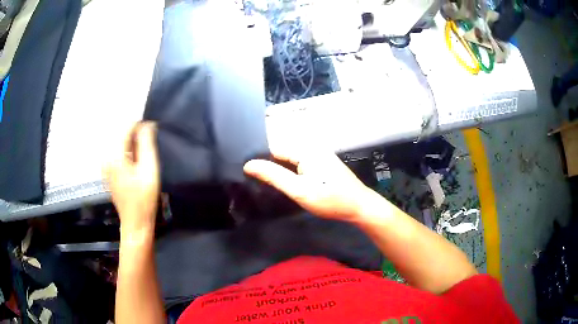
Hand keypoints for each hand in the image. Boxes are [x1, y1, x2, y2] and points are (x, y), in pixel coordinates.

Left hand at [105, 122, 159, 233]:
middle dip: (136, 137)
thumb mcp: (149, 169)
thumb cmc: (144, 198)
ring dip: (133, 146)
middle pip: (122, 136)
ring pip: (120, 145)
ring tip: (144, 158)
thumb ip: (147, 144)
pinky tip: (136, 166)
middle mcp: (106, 158)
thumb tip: (147, 125)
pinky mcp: (108, 172)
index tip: (153, 133)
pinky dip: (128, 154)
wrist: (135, 222)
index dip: (141, 127)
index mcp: (114, 156)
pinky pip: (118, 154)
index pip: (126, 128)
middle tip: (149, 150)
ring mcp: (106, 166)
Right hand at [244, 147, 376, 220]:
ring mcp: (320, 155)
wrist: (359, 207)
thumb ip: (274, 176)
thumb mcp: (299, 190)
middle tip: (260, 182)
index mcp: (305, 149)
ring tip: (271, 184)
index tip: (249, 175)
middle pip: (283, 153)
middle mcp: (312, 147)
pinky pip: (301, 164)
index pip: (274, 149)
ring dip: (281, 170)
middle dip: (271, 166)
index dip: (262, 161)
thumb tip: (249, 165)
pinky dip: (293, 172)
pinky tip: (289, 183)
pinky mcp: (323, 164)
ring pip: (291, 160)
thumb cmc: (330, 199)